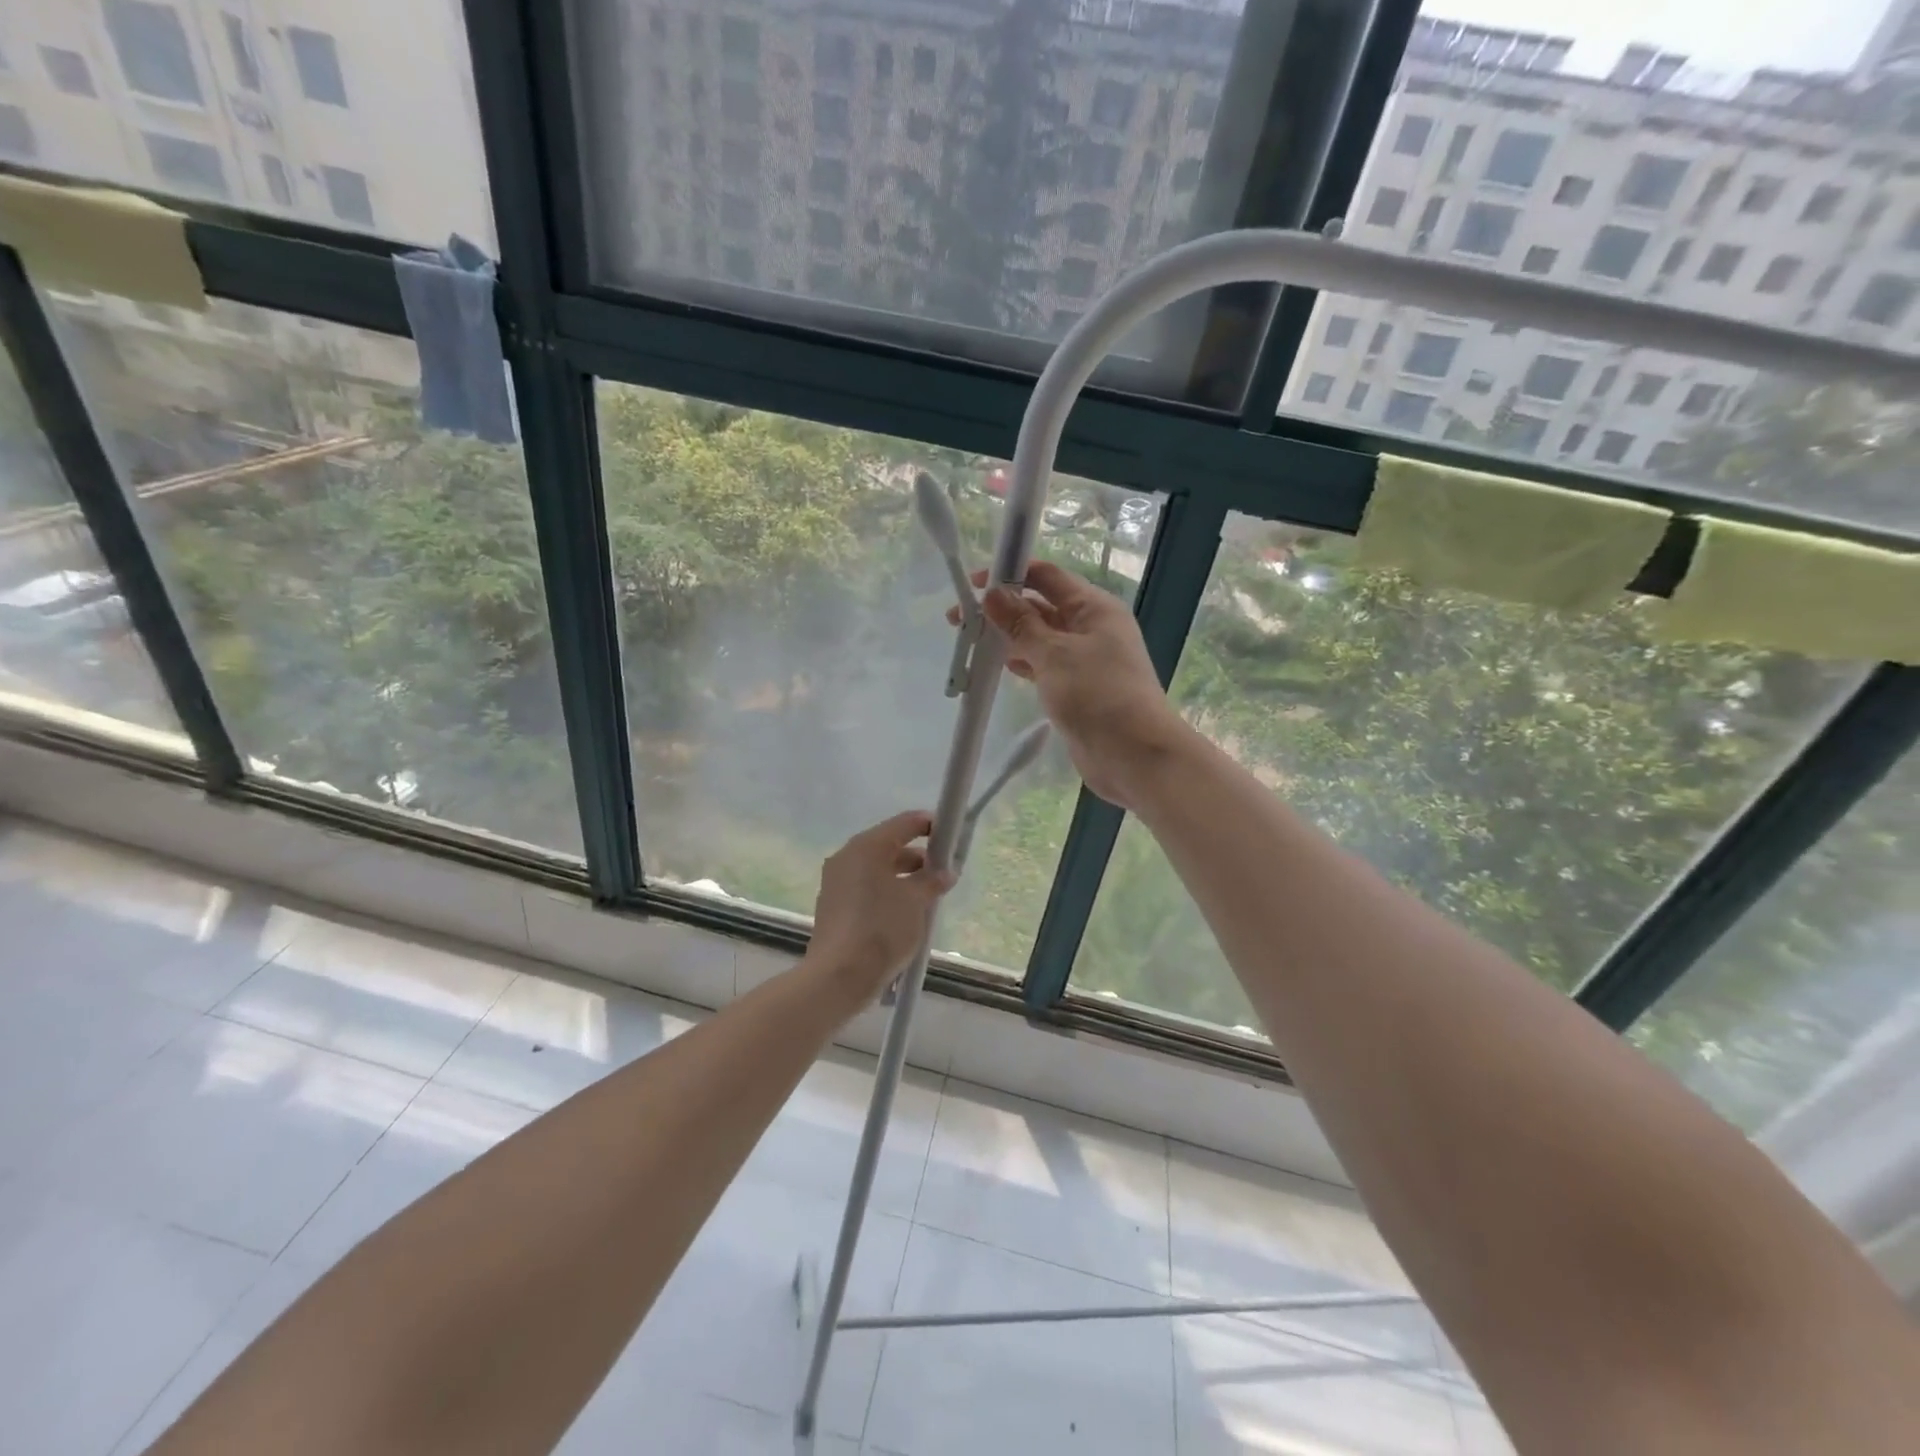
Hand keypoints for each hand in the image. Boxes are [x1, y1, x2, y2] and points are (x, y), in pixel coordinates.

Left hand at [803, 811, 954, 1003]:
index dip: (930, 826)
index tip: (951, 838)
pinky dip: (886, 892)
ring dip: (903, 877)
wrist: (839, 976)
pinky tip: (904, 914)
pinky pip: (866, 888)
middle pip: (889, 845)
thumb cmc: (882, 929)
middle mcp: (847, 857)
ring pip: (877, 869)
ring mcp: (836, 881)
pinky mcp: (833, 905)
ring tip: (928, 898)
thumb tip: (945, 872)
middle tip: (943, 874)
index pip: (905, 823)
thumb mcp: (916, 902)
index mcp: (867, 846)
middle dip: (918, 857)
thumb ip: (932, 880)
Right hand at [952, 561, 1189, 810]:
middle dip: (1001, 609)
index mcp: (1093, 608)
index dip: (1010, 573)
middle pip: (1040, 606)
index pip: (1047, 576)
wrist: (1135, 756)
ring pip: (1038, 637)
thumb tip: (992, 593)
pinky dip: (1020, 662)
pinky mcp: (1075, 688)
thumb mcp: (1054, 654)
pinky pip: (1042, 665)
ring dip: (1007, 637)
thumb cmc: (1098, 695)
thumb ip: (1021, 623)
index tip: (972, 583)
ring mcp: (1083, 659)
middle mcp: (1090, 627)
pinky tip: (997, 666)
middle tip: (958, 619)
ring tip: (970, 642)